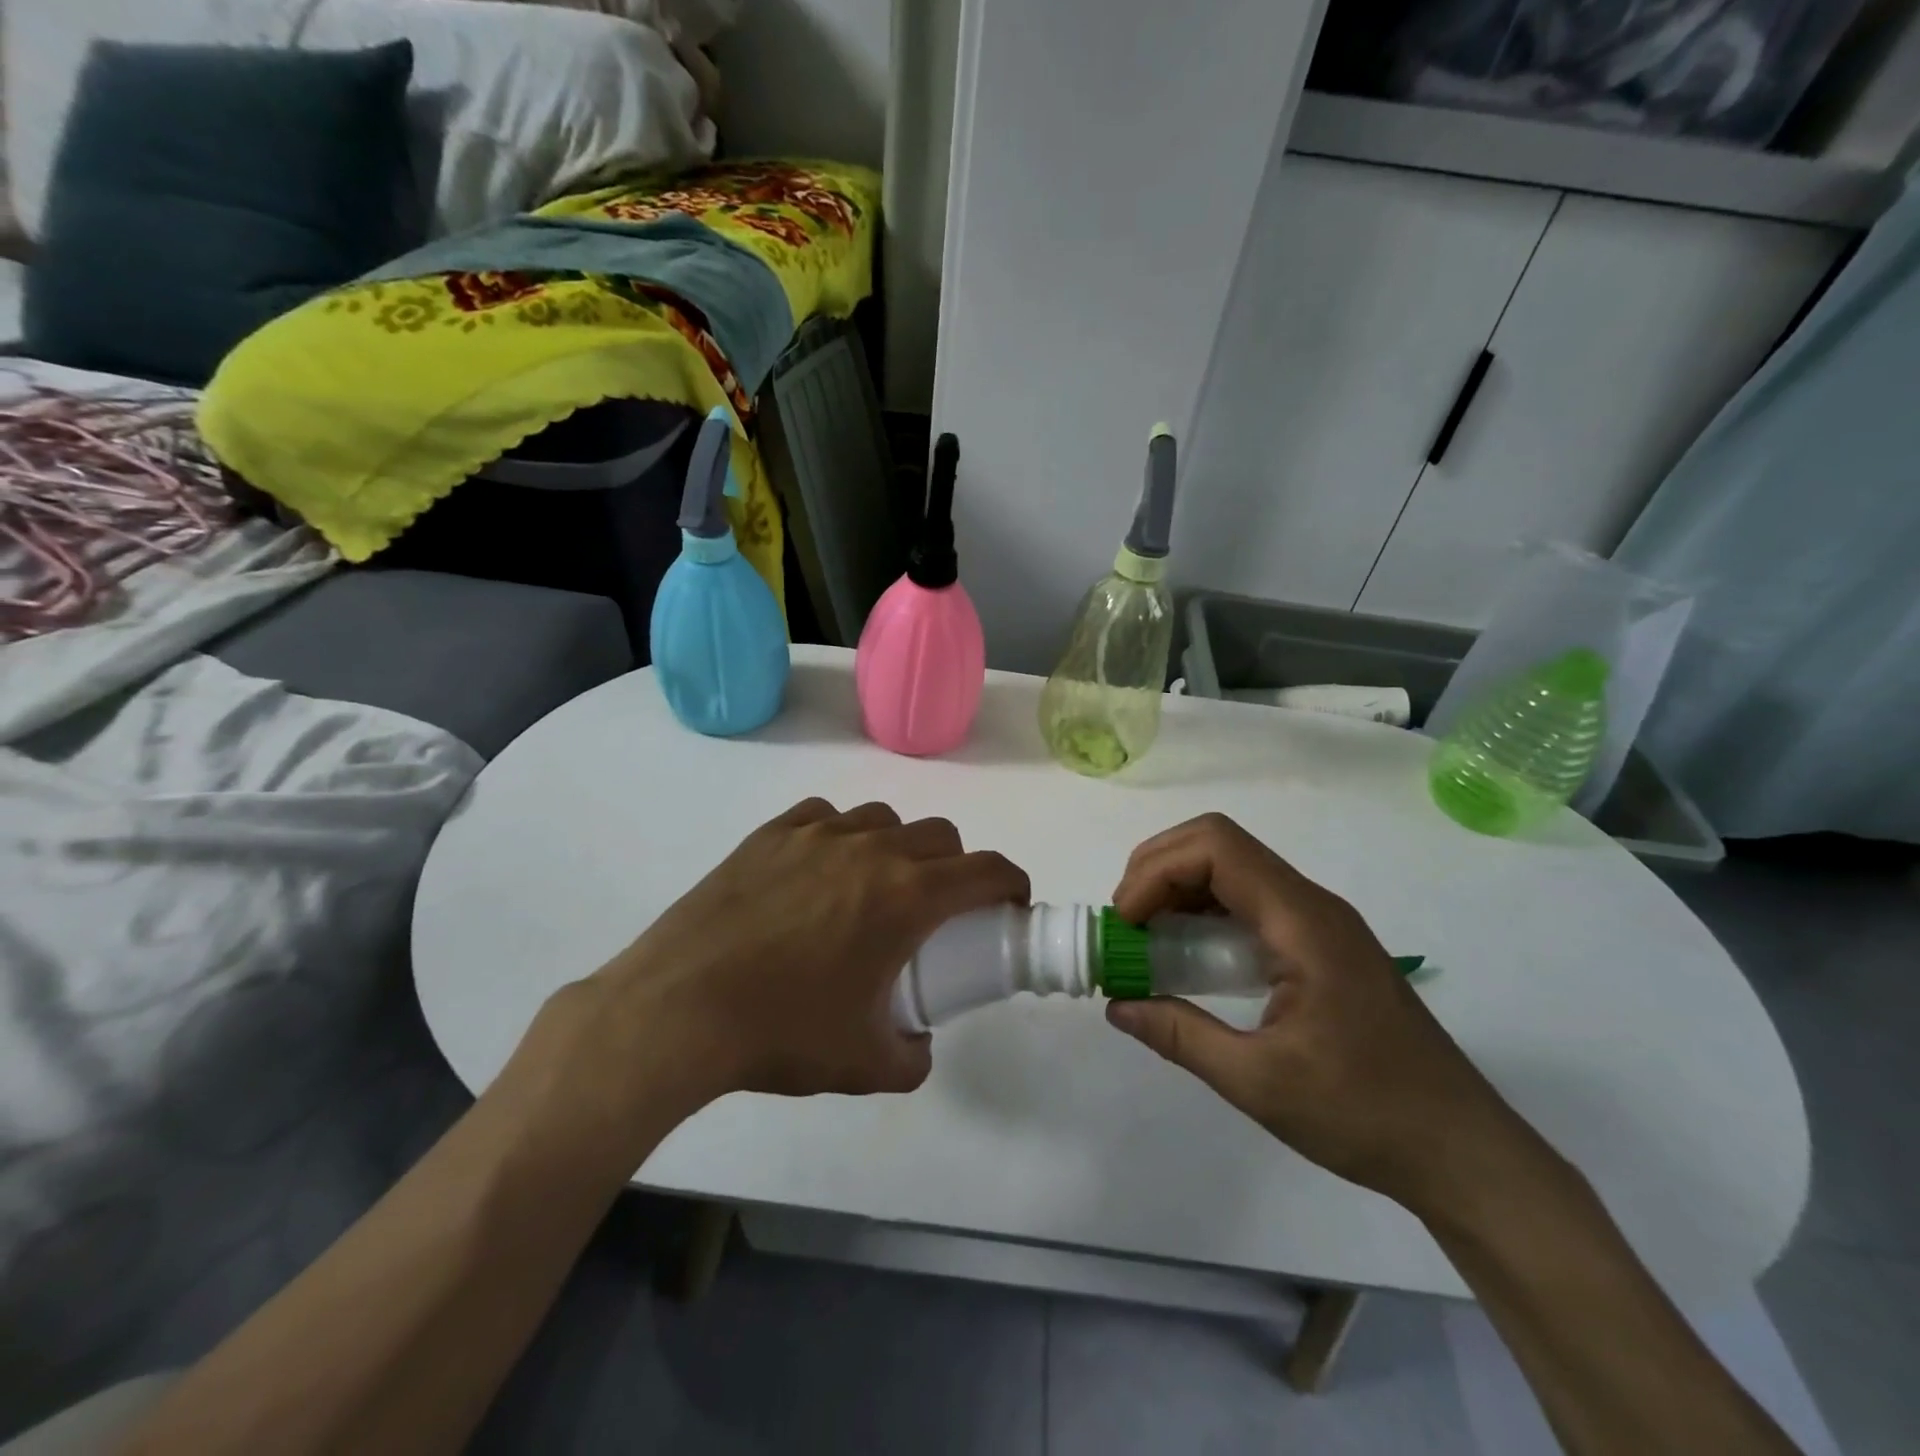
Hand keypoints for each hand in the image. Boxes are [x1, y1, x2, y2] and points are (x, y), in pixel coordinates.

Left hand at [565, 798, 1028, 1112]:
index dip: (1011, 882)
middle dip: (956, 867)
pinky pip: (824, 816)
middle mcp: (870, 850)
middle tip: (938, 909)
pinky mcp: (770, 834)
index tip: (1010, 903)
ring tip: (873, 887)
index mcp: (906, 897)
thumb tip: (918, 1045)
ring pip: (882, 820)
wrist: (678, 1008)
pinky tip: (819, 869)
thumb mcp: (863, 1065)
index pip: (985, 870)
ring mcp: (816, 834)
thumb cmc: (782, 1033)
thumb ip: (911, 1058)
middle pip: (939, 836)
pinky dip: (839, 836)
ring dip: (897, 847)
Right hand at [1106, 813, 1530, 1216]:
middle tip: (1127, 925)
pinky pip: (1247, 902)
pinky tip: (1187, 958)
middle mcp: (1311, 904)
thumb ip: (1181, 1037)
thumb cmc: (1366, 1114)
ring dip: (1178, 889)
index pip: (1216, 848)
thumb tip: (1117, 1005)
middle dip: (1158, 870)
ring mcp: (1318, 922)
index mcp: (1303, 922)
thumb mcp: (1259, 1083)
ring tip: (1146, 940)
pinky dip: (1203, 913)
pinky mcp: (1319, 944)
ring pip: (1231, 869)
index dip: (1157, 870)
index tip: (1126, 923)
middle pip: (1218, 845)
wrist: (1463, 1152)